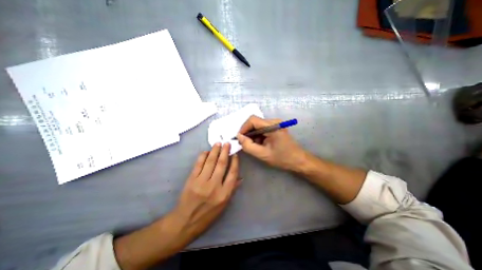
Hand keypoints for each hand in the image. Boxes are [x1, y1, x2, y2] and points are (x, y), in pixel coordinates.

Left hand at [114, 145, 240, 269]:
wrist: (185, 222)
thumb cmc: (207, 215)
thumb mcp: (224, 205)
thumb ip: (232, 189)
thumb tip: (240, 178)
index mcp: (224, 194)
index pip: (232, 174)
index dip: (235, 162)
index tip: (235, 155)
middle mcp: (214, 186)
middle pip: (222, 164)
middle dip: (225, 152)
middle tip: (227, 143)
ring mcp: (201, 182)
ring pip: (210, 162)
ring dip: (215, 151)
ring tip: (218, 144)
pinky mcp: (191, 180)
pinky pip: (198, 164)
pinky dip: (203, 156)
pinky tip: (207, 151)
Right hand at [237, 115, 303, 170]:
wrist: (298, 160)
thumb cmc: (282, 158)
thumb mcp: (263, 154)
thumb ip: (248, 146)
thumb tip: (239, 137)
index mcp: (273, 126)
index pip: (252, 120)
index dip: (243, 128)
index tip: (240, 138)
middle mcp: (274, 121)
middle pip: (255, 122)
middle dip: (248, 133)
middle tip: (245, 144)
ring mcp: (275, 124)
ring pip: (257, 126)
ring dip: (253, 135)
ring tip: (254, 145)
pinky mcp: (275, 127)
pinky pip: (262, 128)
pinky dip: (258, 135)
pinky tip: (260, 144)